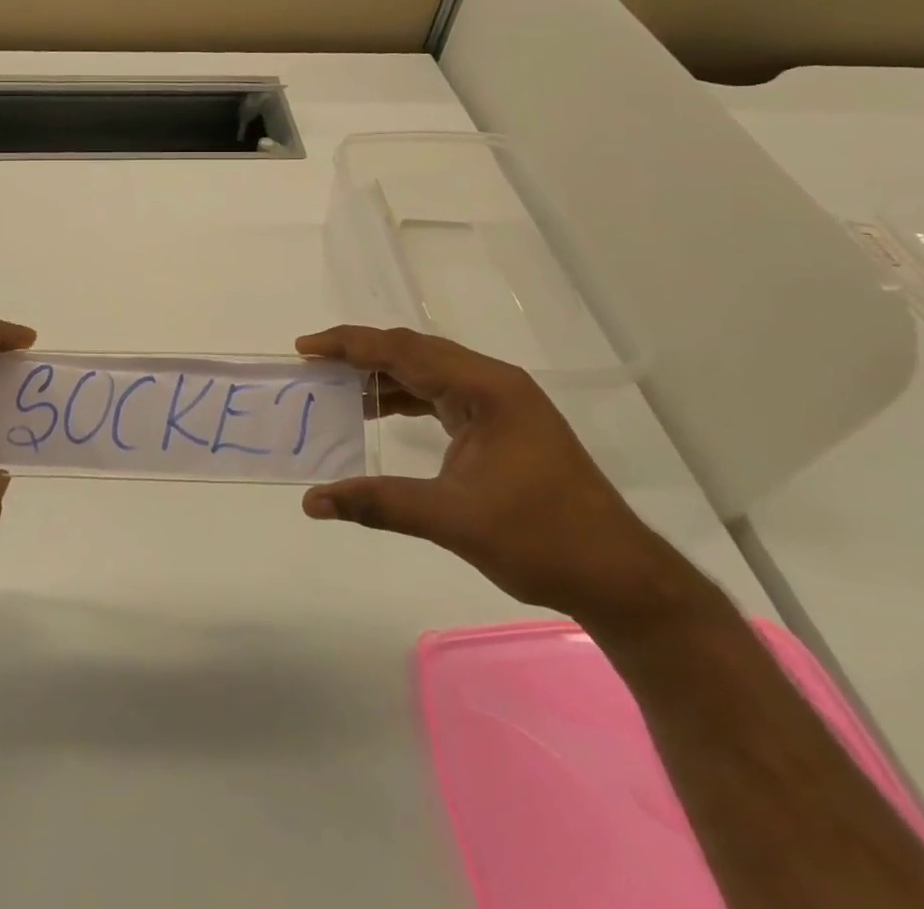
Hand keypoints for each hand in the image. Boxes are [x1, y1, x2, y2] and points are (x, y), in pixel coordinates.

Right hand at [297, 326, 707, 628]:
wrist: (619, 577)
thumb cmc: (541, 540)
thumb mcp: (452, 519)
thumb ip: (379, 503)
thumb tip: (312, 502)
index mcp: (485, 389)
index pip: (404, 350)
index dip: (349, 345)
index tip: (305, 349)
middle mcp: (492, 382)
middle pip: (413, 351)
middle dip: (360, 354)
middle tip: (312, 364)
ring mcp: (500, 402)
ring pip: (427, 371)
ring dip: (382, 376)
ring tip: (335, 387)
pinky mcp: (501, 423)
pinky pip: (440, 394)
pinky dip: (404, 398)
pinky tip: (379, 412)